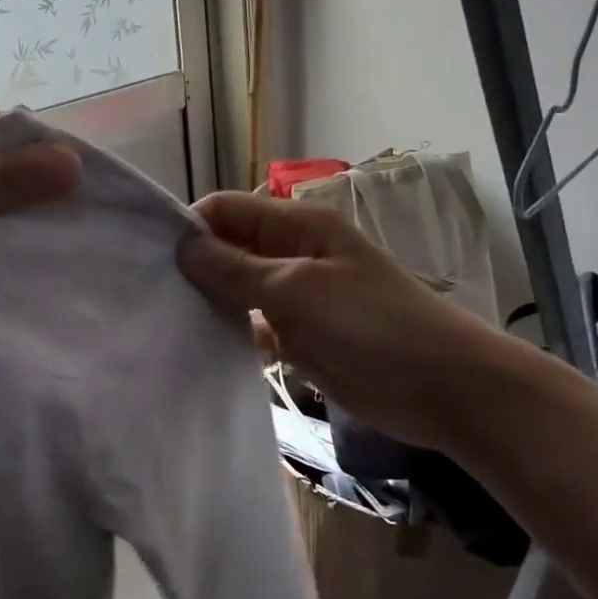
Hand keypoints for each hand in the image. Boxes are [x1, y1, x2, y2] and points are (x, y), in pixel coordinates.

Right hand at [177, 192, 511, 451]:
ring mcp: (296, 296)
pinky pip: (254, 325)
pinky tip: (203, 348)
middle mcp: (292, 254)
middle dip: (195, 267)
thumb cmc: (370, 324)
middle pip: (229, 248)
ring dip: (211, 302)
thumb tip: (183, 246)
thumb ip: (235, 268)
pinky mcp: (300, 335)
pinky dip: (233, 333)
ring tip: (169, 322)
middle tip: (154, 295)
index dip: (191, 227)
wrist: (443, 387)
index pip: (227, 210)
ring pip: (238, 289)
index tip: (155, 259)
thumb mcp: (295, 289)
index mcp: (296, 226)